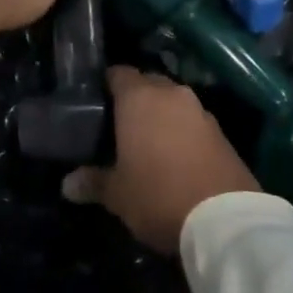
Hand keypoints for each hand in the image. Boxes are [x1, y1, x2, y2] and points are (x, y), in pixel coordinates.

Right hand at [63, 68, 259, 253]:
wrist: (225, 219)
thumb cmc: (158, 195)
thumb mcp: (118, 195)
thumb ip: (93, 182)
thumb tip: (67, 184)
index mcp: (139, 98)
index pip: (118, 73)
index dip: (106, 84)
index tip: (96, 102)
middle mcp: (171, 94)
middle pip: (148, 83)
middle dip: (135, 98)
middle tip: (119, 124)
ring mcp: (200, 110)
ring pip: (173, 102)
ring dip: (162, 115)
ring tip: (148, 141)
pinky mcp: (222, 132)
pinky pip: (193, 121)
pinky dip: (182, 131)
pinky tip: (176, 156)